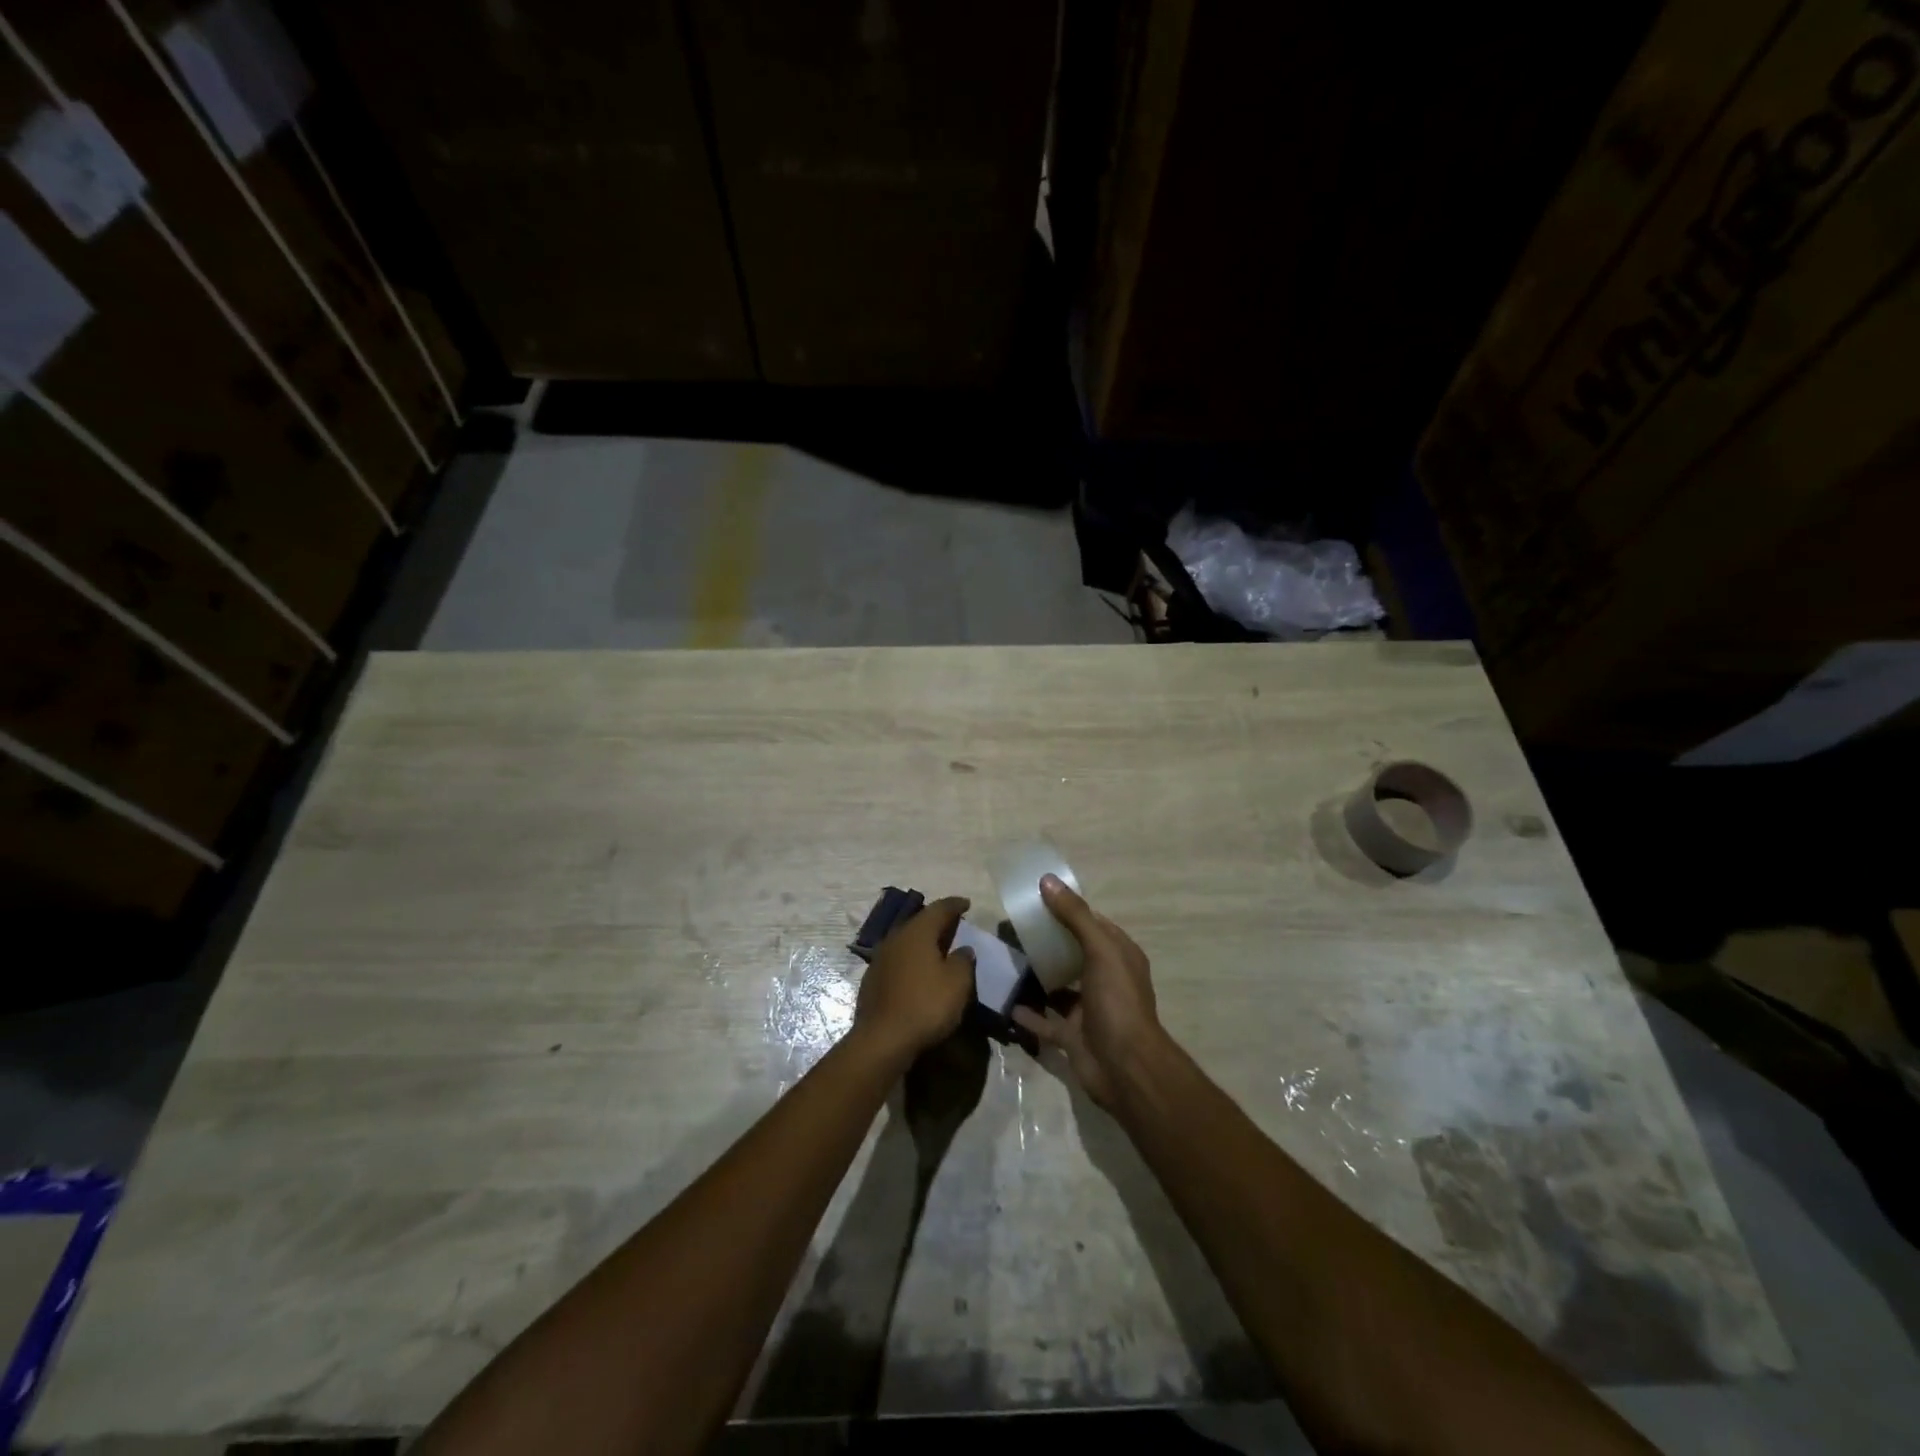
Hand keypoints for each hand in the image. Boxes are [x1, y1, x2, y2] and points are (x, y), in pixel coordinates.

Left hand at [854, 897, 976, 1065]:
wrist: (882, 1040)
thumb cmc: (926, 1005)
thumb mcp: (957, 983)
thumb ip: (963, 961)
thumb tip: (963, 949)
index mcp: (917, 932)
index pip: (939, 909)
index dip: (955, 905)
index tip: (967, 904)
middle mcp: (895, 938)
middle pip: (919, 923)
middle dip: (937, 922)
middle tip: (954, 925)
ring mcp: (880, 959)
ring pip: (906, 941)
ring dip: (923, 942)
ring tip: (938, 948)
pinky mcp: (872, 980)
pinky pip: (898, 960)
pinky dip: (912, 960)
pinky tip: (919, 972)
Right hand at [1012, 876, 1162, 1107]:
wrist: (1125, 1068)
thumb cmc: (1117, 1001)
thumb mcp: (1100, 950)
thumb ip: (1075, 916)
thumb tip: (1048, 881)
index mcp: (1119, 955)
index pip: (1092, 924)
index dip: (1067, 910)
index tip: (1035, 901)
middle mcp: (1105, 979)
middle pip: (1073, 953)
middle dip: (1047, 942)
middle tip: (1013, 929)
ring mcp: (1088, 1009)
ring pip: (1058, 986)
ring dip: (1036, 976)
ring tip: (1006, 960)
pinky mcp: (1072, 1035)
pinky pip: (1045, 1020)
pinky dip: (1027, 1013)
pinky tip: (1005, 1002)